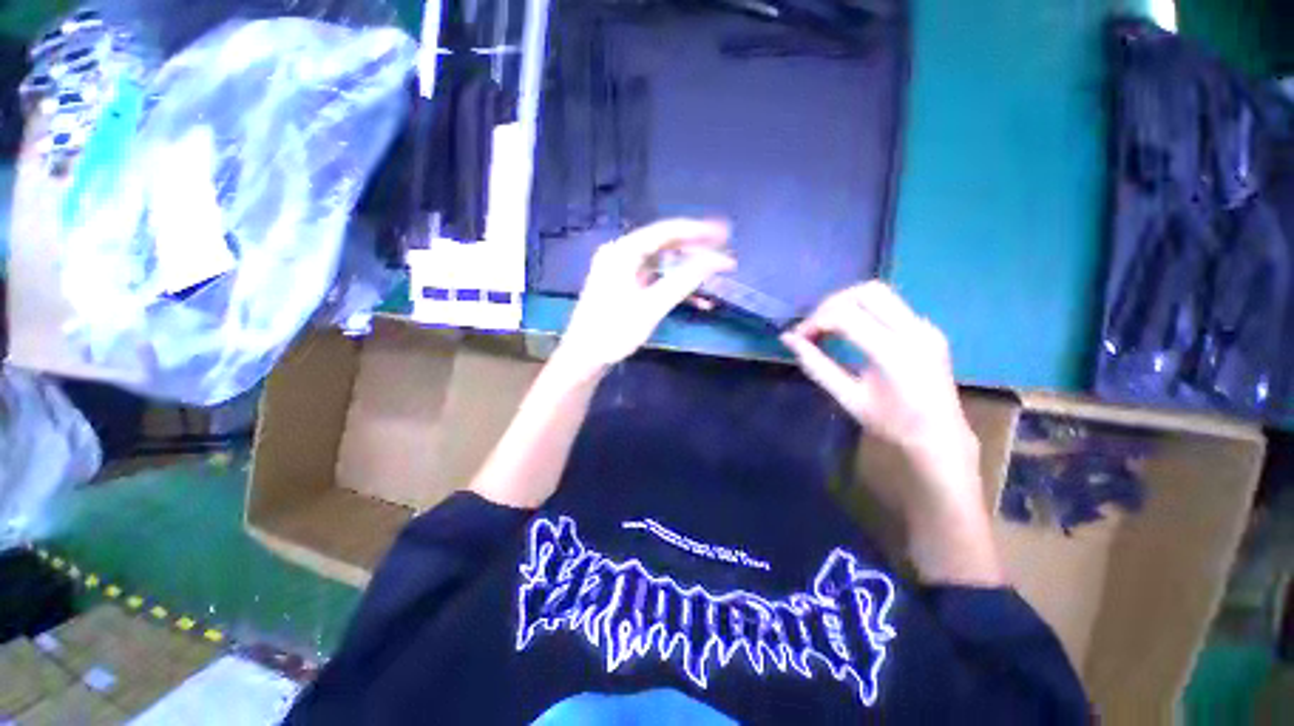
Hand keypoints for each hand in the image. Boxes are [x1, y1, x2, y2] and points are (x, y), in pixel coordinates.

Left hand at [555, 219, 733, 379]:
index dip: (697, 231)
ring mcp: (621, 271)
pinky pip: (654, 279)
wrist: (584, 357)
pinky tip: (696, 300)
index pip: (666, 232)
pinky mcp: (624, 287)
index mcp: (623, 252)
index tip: (724, 233)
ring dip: (687, 273)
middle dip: (696, 253)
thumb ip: (683, 281)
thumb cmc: (614, 331)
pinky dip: (673, 287)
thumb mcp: (652, 306)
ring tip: (715, 280)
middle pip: (665, 246)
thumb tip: (715, 260)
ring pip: (662, 264)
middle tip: (723, 256)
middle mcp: (621, 254)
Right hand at [780, 282, 978, 507]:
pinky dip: (863, 310)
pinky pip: (890, 305)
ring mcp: (926, 327)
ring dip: (847, 302)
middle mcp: (915, 331)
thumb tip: (788, 340)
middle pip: (867, 292)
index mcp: (894, 354)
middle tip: (814, 327)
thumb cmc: (891, 424)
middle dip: (831, 304)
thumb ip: (817, 366)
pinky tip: (851, 330)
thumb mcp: (848, 398)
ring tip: (828, 326)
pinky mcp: (928, 328)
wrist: (941, 438)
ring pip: (880, 293)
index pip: (845, 315)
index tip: (798, 337)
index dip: (814, 321)